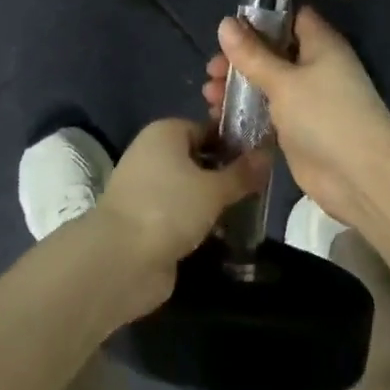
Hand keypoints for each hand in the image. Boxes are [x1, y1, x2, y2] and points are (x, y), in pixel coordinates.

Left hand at [93, 118, 269, 318]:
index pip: (208, 129)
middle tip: (258, 191)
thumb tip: (268, 153)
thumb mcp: (214, 189)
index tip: (261, 163)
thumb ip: (242, 173)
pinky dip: (200, 223)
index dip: (234, 144)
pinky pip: (181, 214)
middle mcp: (153, 154)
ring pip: (191, 189)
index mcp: (165, 132)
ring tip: (248, 215)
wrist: (121, 259)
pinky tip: (225, 236)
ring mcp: (147, 189)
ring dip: (215, 203)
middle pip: (199, 159)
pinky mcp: (147, 220)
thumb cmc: (169, 208)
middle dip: (226, 176)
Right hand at [201, 7, 389, 230]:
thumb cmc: (325, 116)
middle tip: (211, 69)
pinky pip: (266, 112)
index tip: (230, 26)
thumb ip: (252, 54)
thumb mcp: (283, 81)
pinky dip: (245, 112)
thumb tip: (225, 23)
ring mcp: (307, 100)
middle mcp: (315, 67)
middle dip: (240, 58)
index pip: (291, 18)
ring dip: (238, 86)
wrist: (360, 177)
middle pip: (272, 52)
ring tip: (208, 94)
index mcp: (320, 45)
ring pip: (266, 83)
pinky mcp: (297, 129)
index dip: (262, 18)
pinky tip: (218, 116)